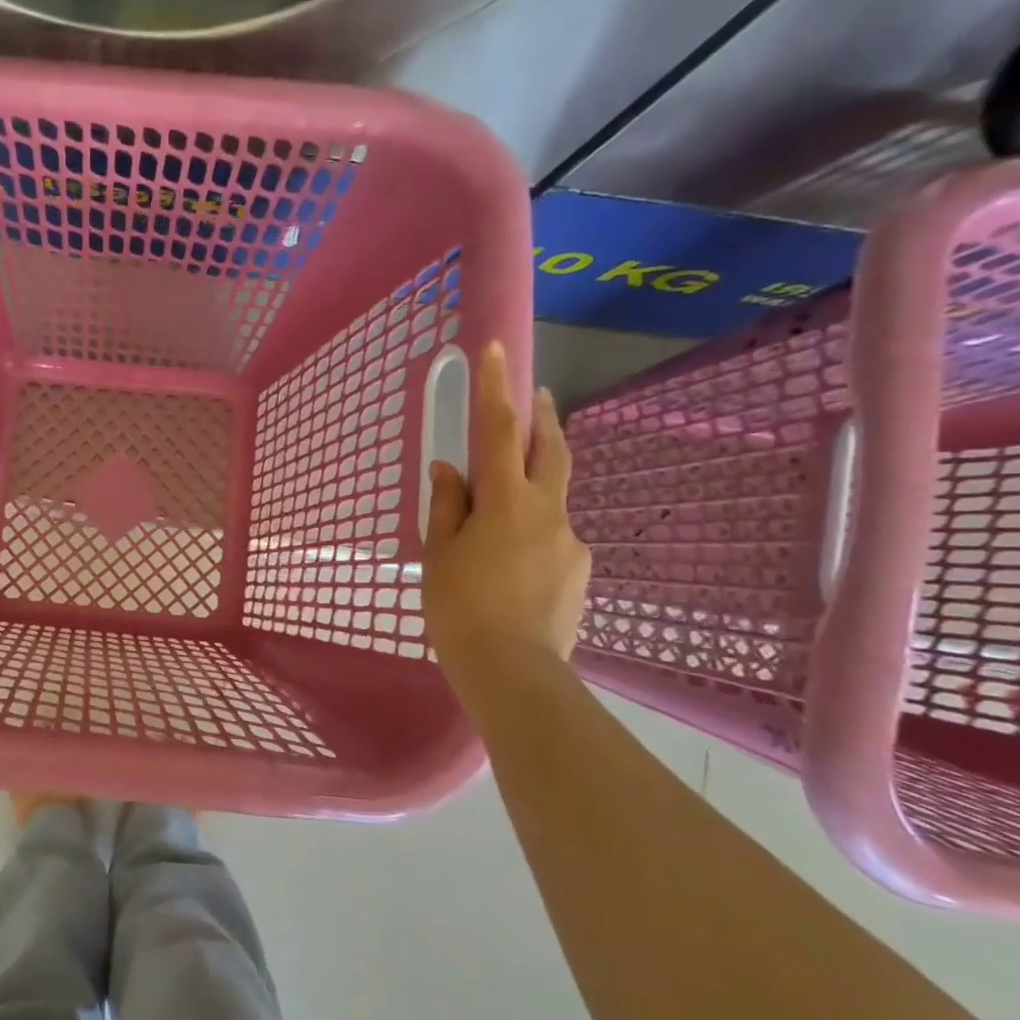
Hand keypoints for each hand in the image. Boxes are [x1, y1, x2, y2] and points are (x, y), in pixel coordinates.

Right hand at [422, 341, 589, 682]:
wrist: (513, 671)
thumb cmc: (460, 607)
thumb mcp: (440, 552)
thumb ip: (447, 505)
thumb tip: (450, 469)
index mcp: (505, 502)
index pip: (497, 431)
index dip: (497, 387)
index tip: (498, 348)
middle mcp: (547, 511)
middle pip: (550, 451)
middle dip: (542, 418)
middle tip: (537, 395)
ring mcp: (570, 541)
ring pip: (550, 499)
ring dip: (531, 487)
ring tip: (499, 517)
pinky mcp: (580, 571)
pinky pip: (552, 539)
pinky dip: (532, 535)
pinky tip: (511, 568)